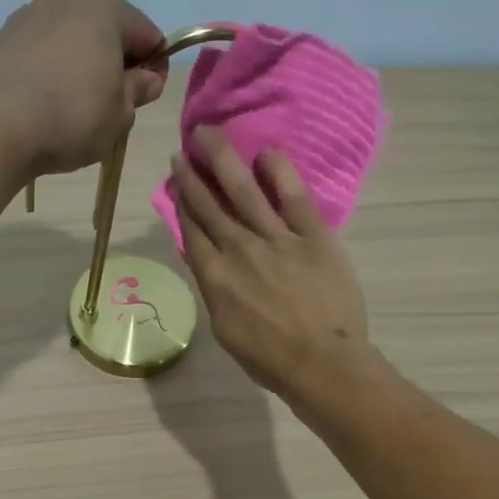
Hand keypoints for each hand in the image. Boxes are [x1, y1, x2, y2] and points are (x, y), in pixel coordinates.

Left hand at [0, 0, 168, 174]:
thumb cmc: (72, 116)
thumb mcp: (120, 114)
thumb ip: (137, 90)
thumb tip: (145, 79)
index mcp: (105, 6)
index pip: (147, 35)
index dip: (155, 67)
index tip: (148, 97)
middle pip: (105, 30)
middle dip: (114, 61)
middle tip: (113, 103)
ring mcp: (29, 13)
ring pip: (70, 38)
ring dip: (80, 63)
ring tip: (75, 105)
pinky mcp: (1, 37)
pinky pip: (40, 51)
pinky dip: (50, 70)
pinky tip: (46, 102)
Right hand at [170, 126, 370, 400]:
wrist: (322, 364)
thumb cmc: (270, 359)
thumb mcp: (226, 330)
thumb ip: (215, 291)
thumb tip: (208, 262)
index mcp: (214, 277)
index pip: (192, 229)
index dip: (181, 200)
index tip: (176, 178)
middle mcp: (239, 250)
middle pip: (210, 204)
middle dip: (193, 173)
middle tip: (184, 146)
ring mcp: (277, 240)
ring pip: (243, 191)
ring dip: (223, 160)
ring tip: (209, 135)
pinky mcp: (314, 236)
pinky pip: (294, 197)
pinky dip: (278, 172)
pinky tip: (265, 153)